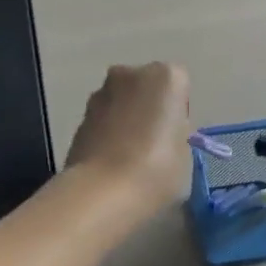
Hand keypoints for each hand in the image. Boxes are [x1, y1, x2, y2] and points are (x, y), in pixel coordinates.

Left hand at [64, 62, 192, 214]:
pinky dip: (107, 131)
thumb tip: (162, 132)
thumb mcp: (184, 152)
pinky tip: (110, 159)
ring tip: (129, 154)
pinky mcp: (80, 115)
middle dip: (148, 106)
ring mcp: (101, 92)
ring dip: (126, 117)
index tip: (175, 134)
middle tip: (153, 142)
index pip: (179, 86)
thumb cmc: (157, 169)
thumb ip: (175, 131)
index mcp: (166, 77)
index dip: (178, 111)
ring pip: (122, 100)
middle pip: (146, 86)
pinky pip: (103, 118)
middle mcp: (131, 74)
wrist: (102, 190)